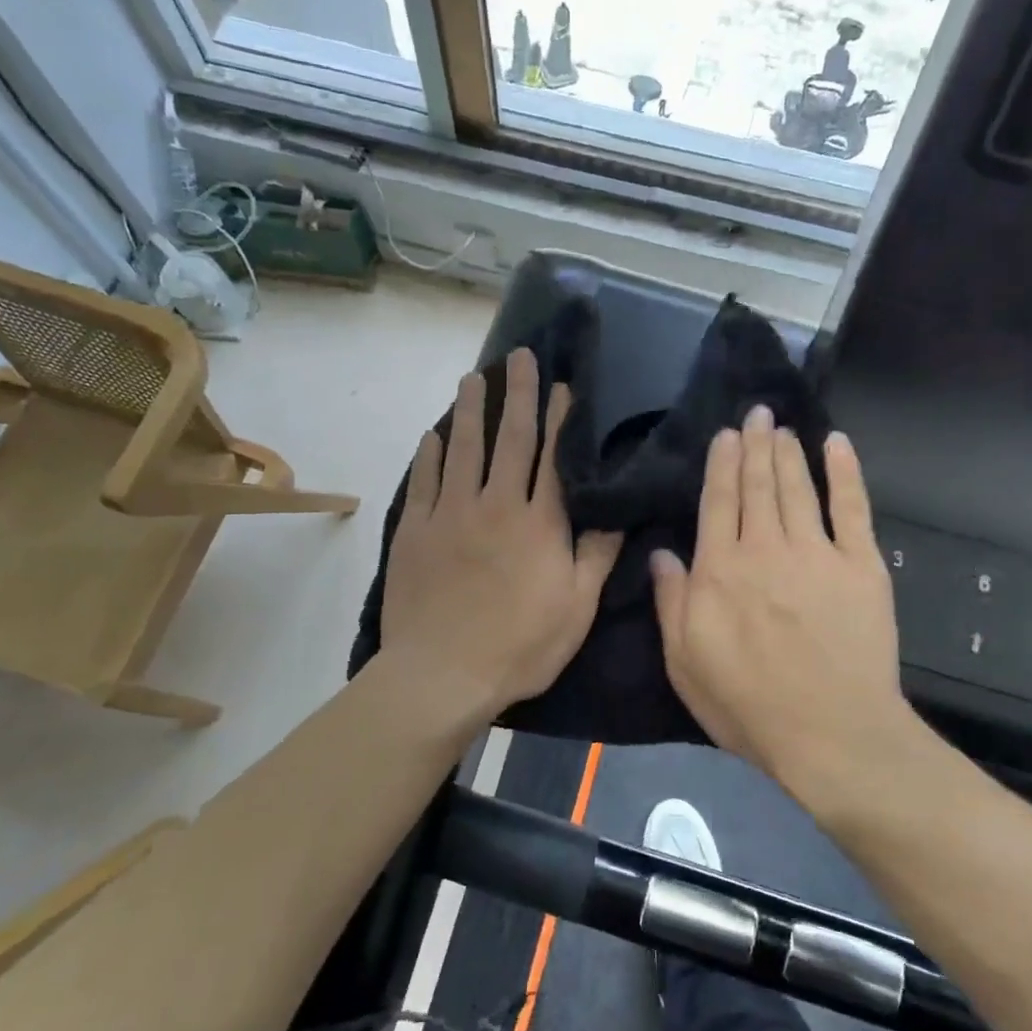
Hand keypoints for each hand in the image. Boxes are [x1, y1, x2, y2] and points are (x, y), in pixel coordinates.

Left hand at [380, 348, 621, 726]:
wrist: (442, 674)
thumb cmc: (519, 646)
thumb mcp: (576, 608)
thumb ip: (597, 555)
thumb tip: (616, 511)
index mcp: (539, 523)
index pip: (553, 457)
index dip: (559, 418)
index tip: (561, 384)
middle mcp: (495, 505)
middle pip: (509, 439)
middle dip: (517, 395)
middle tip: (518, 356)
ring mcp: (450, 514)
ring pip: (463, 449)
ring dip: (470, 410)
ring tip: (473, 378)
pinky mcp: (415, 530)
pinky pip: (423, 481)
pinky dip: (430, 454)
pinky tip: (433, 434)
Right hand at [649, 405, 910, 794]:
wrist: (832, 734)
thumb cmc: (749, 705)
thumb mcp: (685, 663)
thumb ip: (672, 603)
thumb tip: (661, 553)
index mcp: (720, 570)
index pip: (718, 502)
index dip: (721, 464)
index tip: (725, 434)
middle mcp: (765, 548)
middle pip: (757, 485)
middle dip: (754, 445)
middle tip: (756, 413)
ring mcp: (817, 553)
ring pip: (797, 487)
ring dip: (787, 452)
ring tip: (781, 425)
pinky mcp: (861, 565)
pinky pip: (853, 507)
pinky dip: (845, 472)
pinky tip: (836, 444)